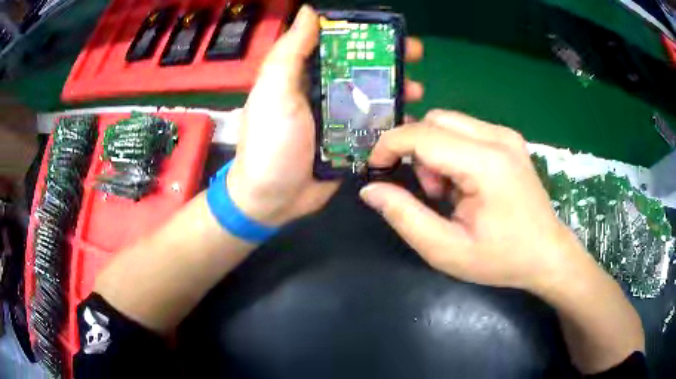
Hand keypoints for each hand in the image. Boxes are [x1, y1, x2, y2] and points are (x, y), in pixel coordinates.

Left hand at [227, 5, 423, 225]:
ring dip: (396, 90)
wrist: (271, 199)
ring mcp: (337, 118)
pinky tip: (411, 120)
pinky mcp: (349, 143)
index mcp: (303, 74)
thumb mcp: (274, 91)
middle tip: (414, 57)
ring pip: (372, 95)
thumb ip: (290, 52)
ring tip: (418, 91)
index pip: (336, 44)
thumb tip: (309, 11)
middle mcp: (322, 91)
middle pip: (360, 68)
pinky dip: (393, 121)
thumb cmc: (270, 142)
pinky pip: (375, 126)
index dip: (362, 34)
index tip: (388, 30)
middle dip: (388, 60)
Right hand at [359, 110, 589, 292]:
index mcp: (486, 164)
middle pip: (434, 120)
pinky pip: (465, 130)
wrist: (547, 254)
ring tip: (450, 192)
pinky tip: (466, 183)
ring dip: (435, 152)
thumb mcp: (446, 250)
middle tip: (430, 192)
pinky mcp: (509, 139)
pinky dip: (452, 151)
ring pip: (448, 123)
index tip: (376, 170)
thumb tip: (371, 189)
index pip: (422, 135)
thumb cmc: (501, 259)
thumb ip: (404, 216)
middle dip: (416, 151)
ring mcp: (507, 135)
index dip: (389, 146)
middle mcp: (498, 137)